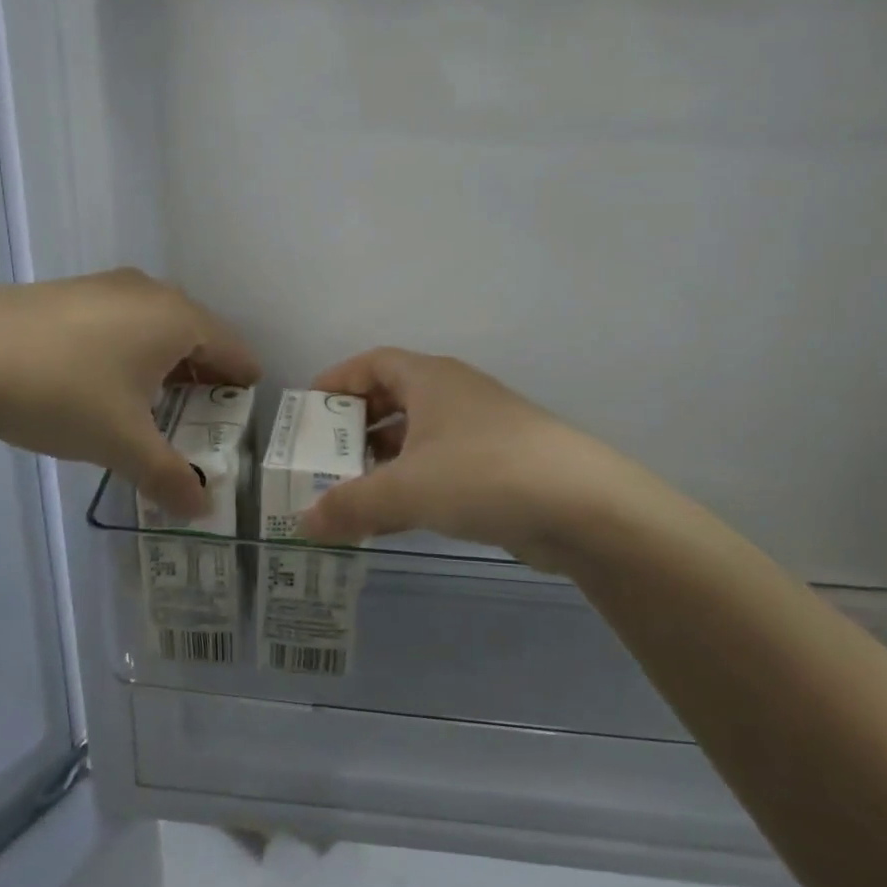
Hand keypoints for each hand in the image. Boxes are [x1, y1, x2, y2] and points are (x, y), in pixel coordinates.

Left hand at [0, 270, 259, 515]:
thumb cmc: (62, 391)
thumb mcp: (120, 443)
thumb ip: (168, 477)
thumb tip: (201, 510)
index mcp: (178, 319)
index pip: (233, 348)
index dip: (244, 381)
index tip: (246, 410)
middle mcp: (150, 292)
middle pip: (197, 336)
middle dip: (204, 377)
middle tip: (204, 418)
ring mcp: (107, 286)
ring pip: (155, 327)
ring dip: (165, 364)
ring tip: (156, 405)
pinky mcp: (70, 292)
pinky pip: (121, 322)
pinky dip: (130, 351)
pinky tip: (105, 382)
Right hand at [300, 349, 700, 573]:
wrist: (582, 506)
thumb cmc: (482, 474)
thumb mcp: (406, 489)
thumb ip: (350, 505)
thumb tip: (304, 524)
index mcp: (430, 378)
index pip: (372, 362)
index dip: (337, 380)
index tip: (307, 410)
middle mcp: (454, 395)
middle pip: (392, 399)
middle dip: (355, 427)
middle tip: (322, 457)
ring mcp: (479, 431)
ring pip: (417, 437)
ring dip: (382, 462)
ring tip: (348, 492)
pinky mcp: (498, 467)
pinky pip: (439, 468)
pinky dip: (411, 486)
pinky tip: (391, 519)